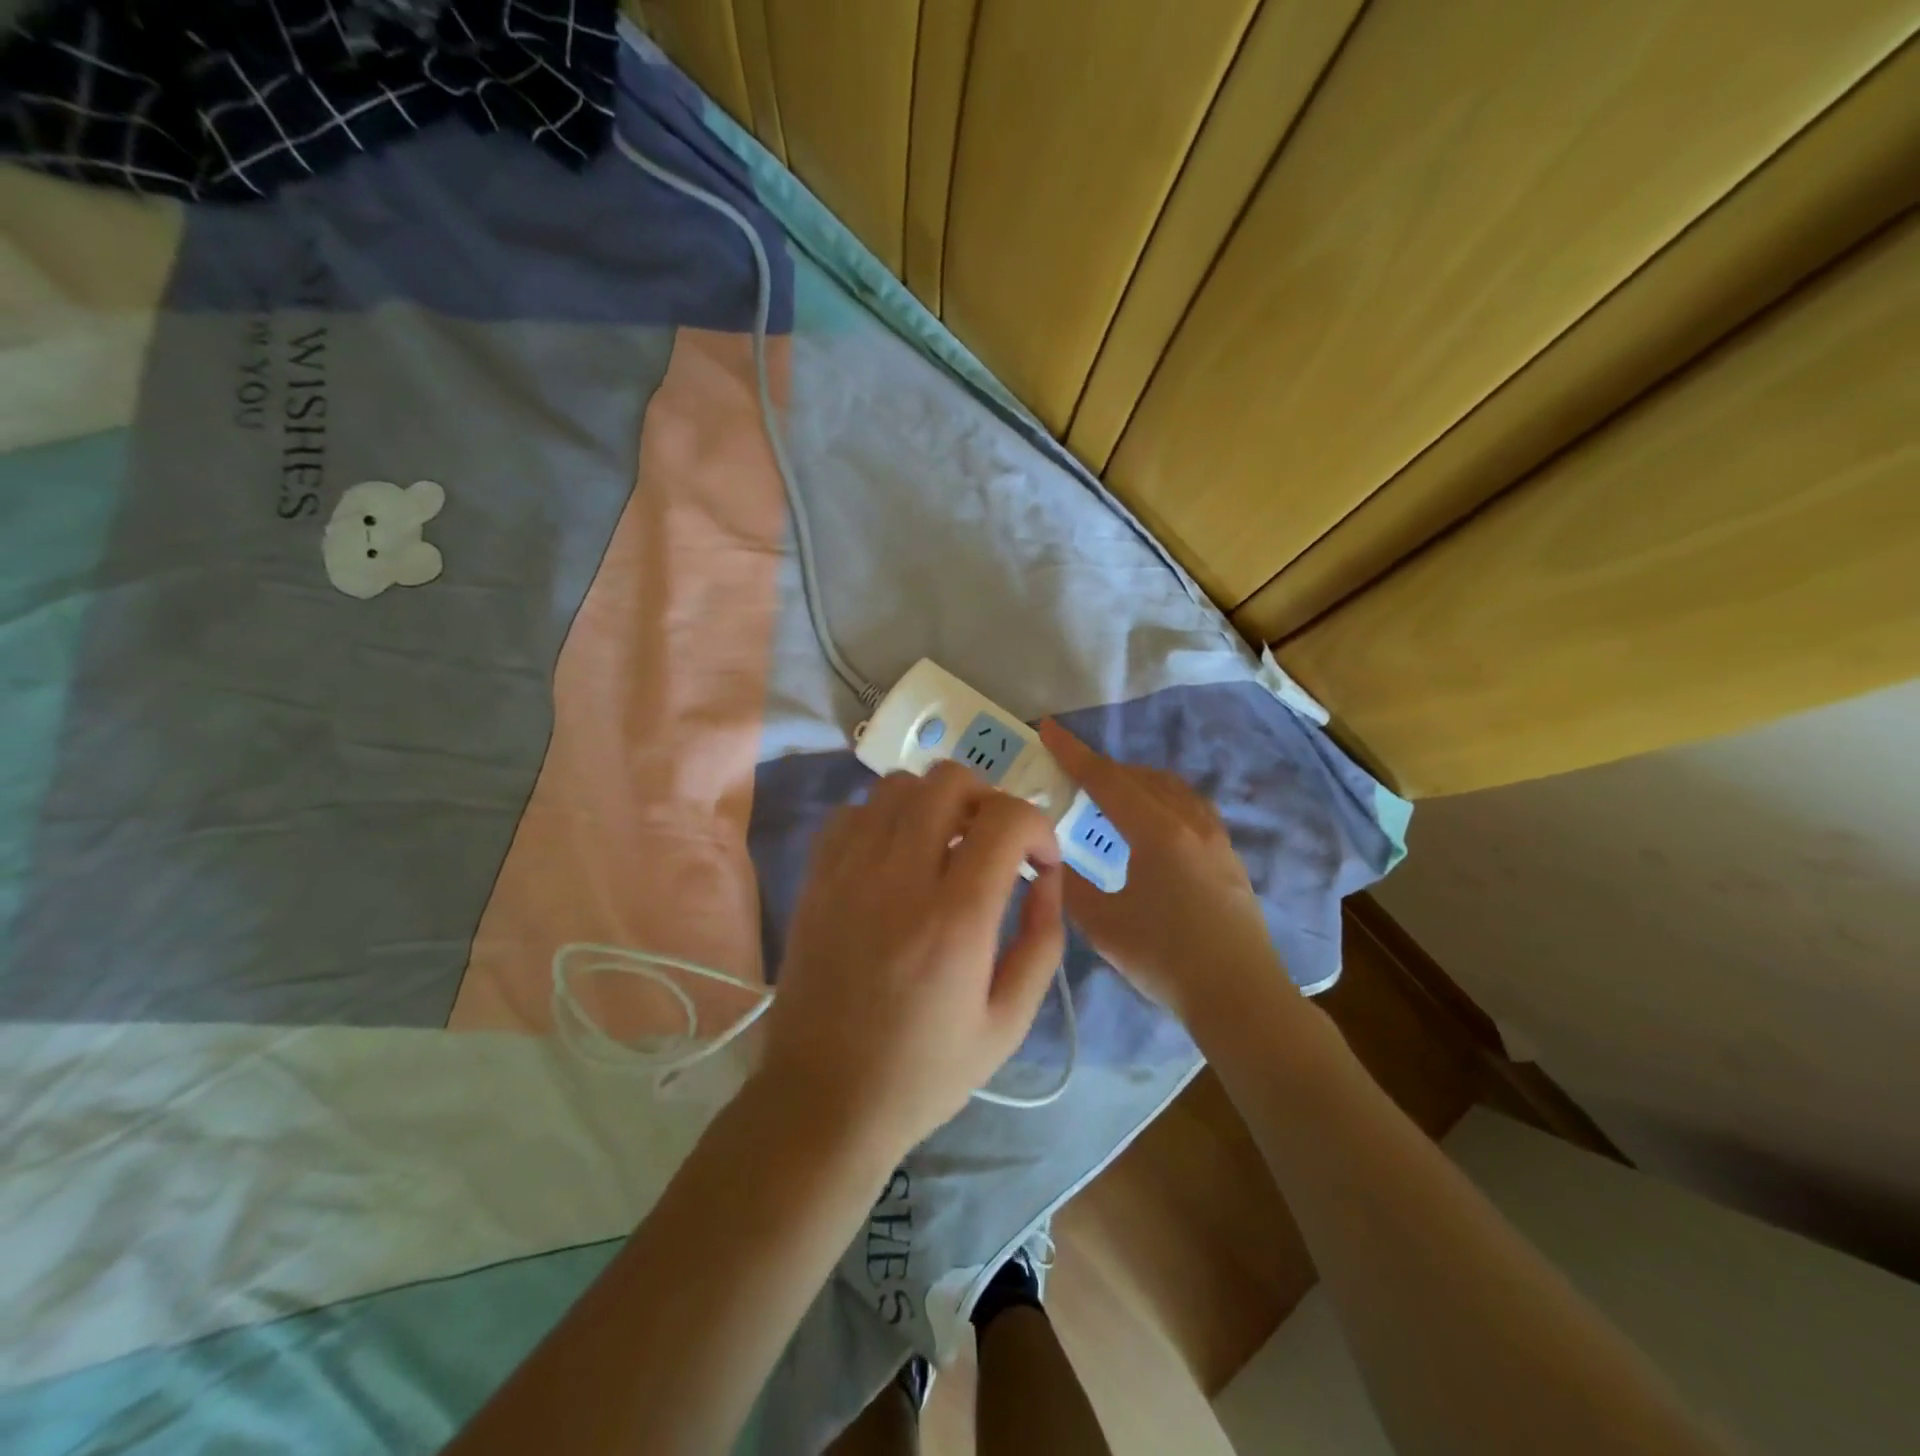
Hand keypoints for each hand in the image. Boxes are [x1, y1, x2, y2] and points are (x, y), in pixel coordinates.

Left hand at [759, 762, 1066, 1159]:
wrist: (823, 1099)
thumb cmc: (924, 1072)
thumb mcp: (1009, 1022)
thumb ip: (1041, 941)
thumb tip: (1047, 877)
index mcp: (955, 919)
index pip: (1006, 818)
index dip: (1038, 827)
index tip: (1040, 862)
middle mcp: (899, 877)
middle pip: (950, 780)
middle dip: (988, 799)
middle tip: (994, 844)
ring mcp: (848, 871)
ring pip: (899, 785)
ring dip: (936, 803)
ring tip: (945, 846)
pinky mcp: (816, 878)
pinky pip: (853, 812)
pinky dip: (884, 819)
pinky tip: (894, 858)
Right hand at [1039, 719, 1289, 1024]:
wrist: (1240, 996)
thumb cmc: (1166, 958)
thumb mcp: (1103, 925)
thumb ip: (1071, 887)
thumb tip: (1053, 861)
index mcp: (1158, 832)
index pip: (1107, 779)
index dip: (1073, 753)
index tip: (1048, 728)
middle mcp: (1190, 822)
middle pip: (1140, 777)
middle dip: (1103, 768)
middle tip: (1070, 773)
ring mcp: (1216, 838)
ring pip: (1170, 789)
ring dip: (1136, 782)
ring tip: (1109, 797)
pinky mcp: (1228, 856)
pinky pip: (1189, 807)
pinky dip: (1160, 800)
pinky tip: (1150, 826)